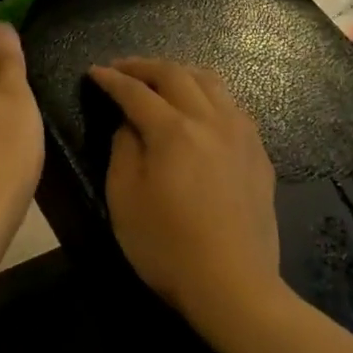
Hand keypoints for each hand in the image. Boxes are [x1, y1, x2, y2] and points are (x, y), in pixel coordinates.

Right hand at [87, 58, 280, 325]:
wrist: (234, 286)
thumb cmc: (167, 246)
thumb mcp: (124, 198)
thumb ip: (123, 149)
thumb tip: (129, 123)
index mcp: (173, 131)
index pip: (136, 92)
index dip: (112, 79)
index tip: (94, 71)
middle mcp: (210, 121)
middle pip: (176, 74)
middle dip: (144, 66)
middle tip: (122, 68)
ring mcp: (241, 135)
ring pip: (211, 82)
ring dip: (180, 73)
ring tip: (161, 79)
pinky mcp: (258, 154)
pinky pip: (233, 106)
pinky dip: (209, 94)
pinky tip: (200, 108)